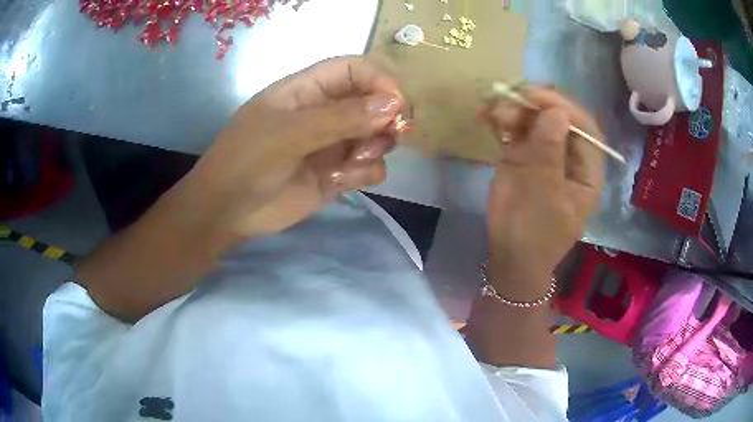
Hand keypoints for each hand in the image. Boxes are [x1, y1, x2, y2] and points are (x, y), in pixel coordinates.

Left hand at [179, 57, 405, 248]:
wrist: (227, 212)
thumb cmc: (246, 161)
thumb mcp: (287, 133)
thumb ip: (340, 118)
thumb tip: (394, 104)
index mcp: (307, 89)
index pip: (355, 69)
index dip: (380, 80)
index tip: (397, 104)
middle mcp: (325, 111)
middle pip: (374, 101)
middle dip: (387, 117)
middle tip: (389, 136)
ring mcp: (333, 143)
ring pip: (377, 134)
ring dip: (377, 146)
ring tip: (355, 161)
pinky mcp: (337, 174)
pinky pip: (369, 166)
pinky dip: (366, 172)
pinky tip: (343, 180)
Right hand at [480, 86, 603, 298]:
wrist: (508, 257)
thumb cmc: (532, 234)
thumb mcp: (543, 196)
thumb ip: (549, 153)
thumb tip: (556, 113)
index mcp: (587, 172)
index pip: (585, 129)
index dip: (564, 108)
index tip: (536, 96)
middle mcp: (570, 158)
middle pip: (560, 120)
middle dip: (536, 106)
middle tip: (510, 98)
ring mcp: (546, 155)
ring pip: (537, 122)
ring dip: (516, 110)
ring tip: (493, 110)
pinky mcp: (525, 157)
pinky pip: (518, 131)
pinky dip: (504, 121)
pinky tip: (487, 115)